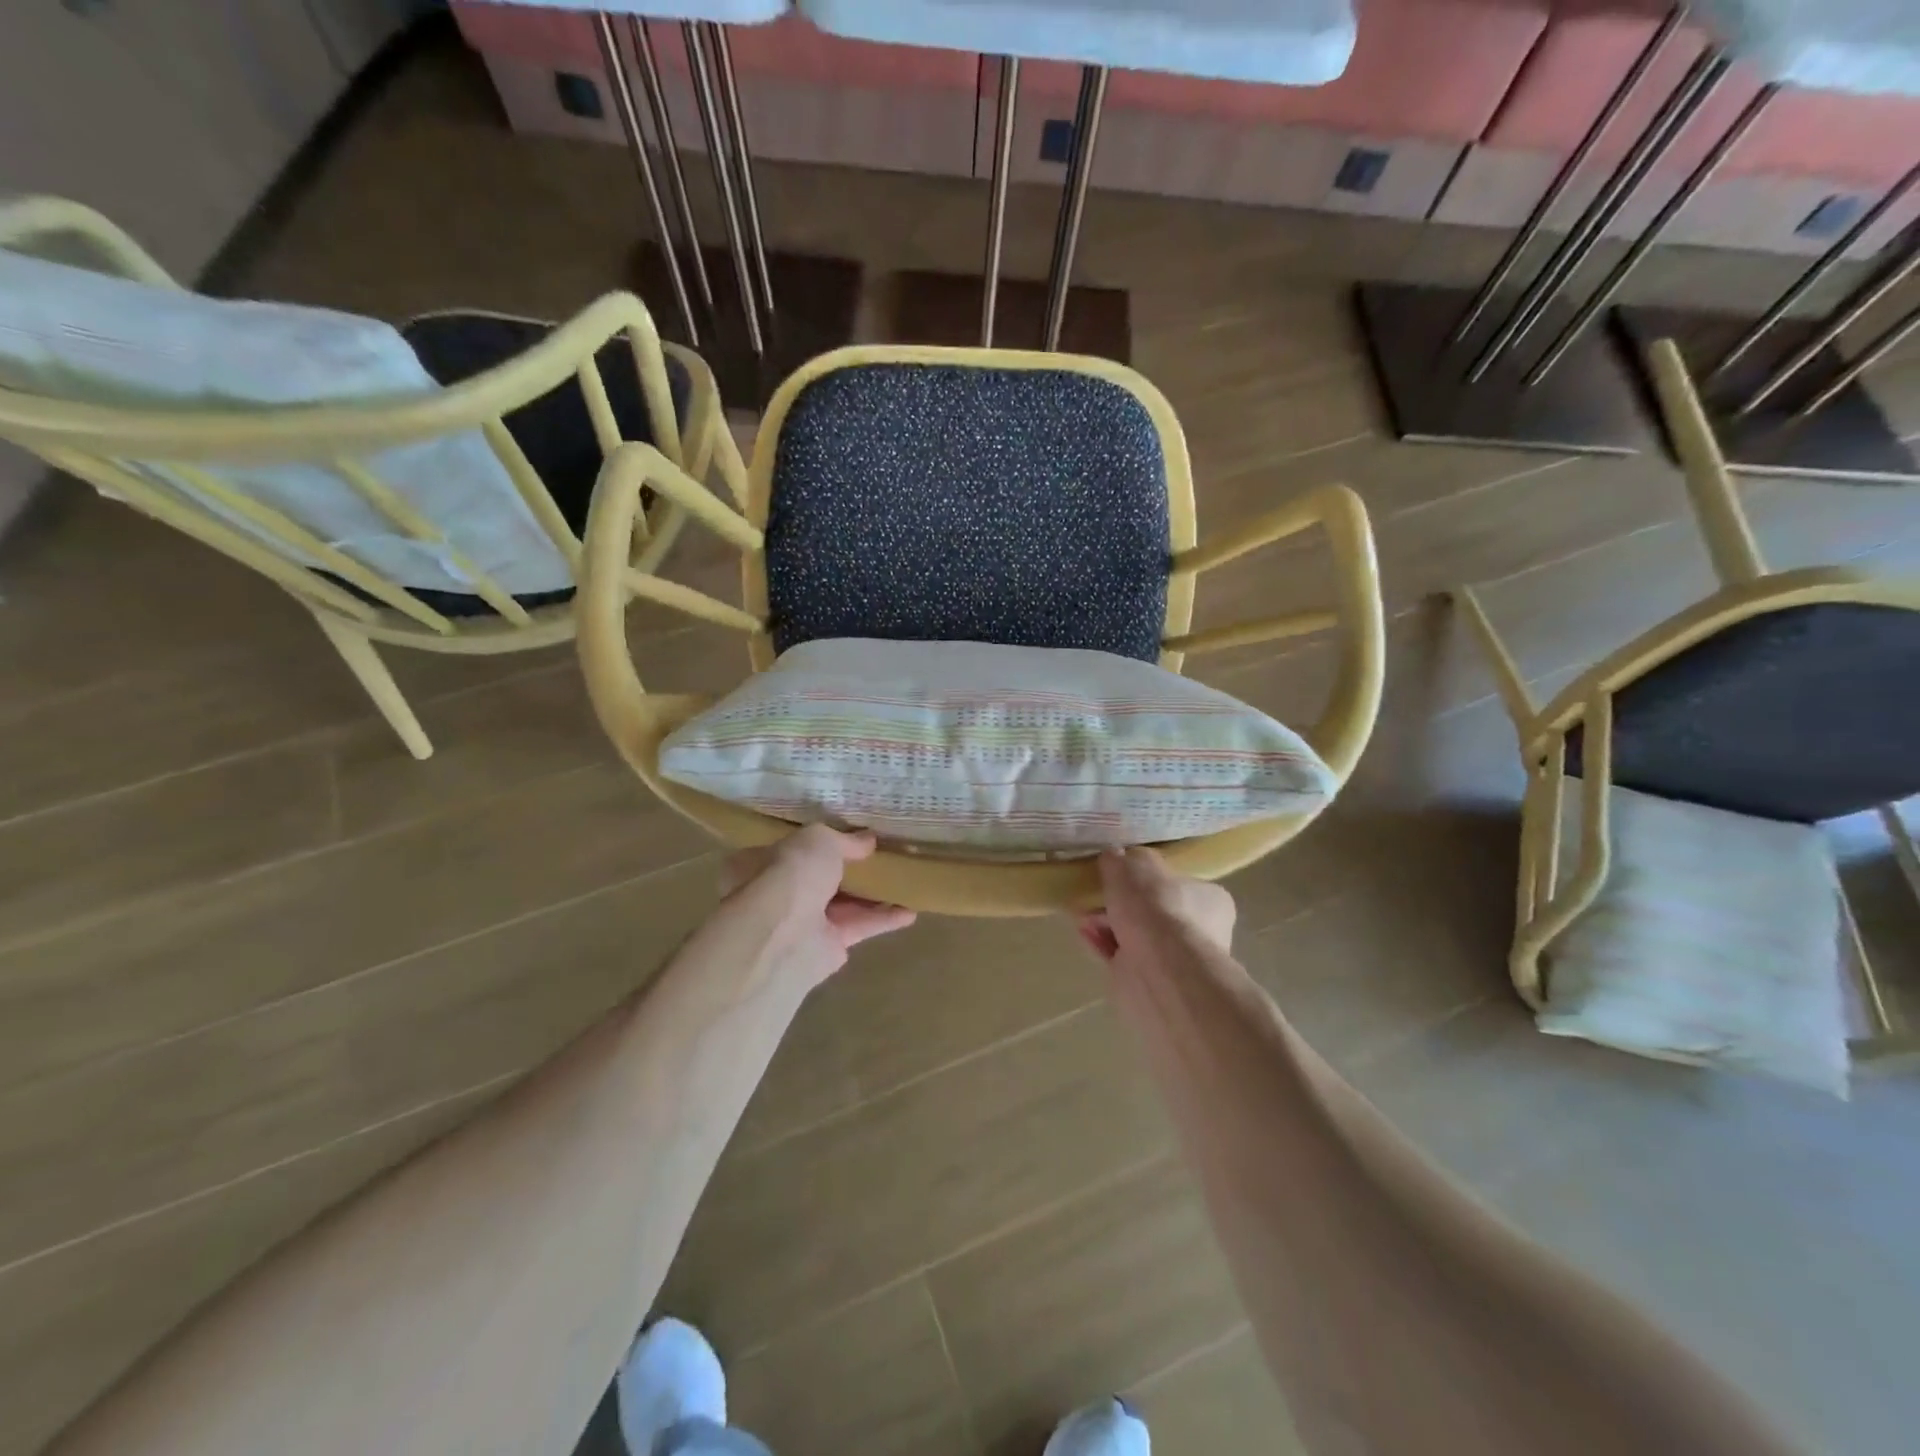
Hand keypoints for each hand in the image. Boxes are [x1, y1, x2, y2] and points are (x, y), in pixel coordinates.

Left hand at [723, 825, 915, 989]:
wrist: (783, 936)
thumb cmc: (790, 874)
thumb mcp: (819, 840)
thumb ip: (844, 840)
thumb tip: (868, 840)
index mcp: (761, 864)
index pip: (790, 849)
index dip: (818, 843)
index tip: (848, 836)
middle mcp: (778, 895)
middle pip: (819, 878)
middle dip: (848, 869)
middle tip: (881, 856)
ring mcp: (801, 924)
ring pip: (842, 904)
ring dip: (872, 895)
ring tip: (904, 880)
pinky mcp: (826, 949)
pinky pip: (858, 928)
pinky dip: (884, 920)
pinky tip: (911, 912)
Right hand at [1077, 847, 1235, 965]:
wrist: (1159, 969)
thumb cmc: (1157, 907)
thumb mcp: (1135, 864)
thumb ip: (1123, 859)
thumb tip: (1115, 858)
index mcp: (1210, 899)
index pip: (1181, 883)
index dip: (1149, 878)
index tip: (1121, 874)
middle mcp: (1200, 931)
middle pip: (1153, 910)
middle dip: (1121, 903)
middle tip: (1097, 893)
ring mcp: (1175, 960)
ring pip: (1135, 935)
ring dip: (1107, 923)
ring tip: (1083, 914)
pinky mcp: (1150, 981)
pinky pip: (1121, 956)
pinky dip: (1102, 943)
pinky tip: (1084, 932)